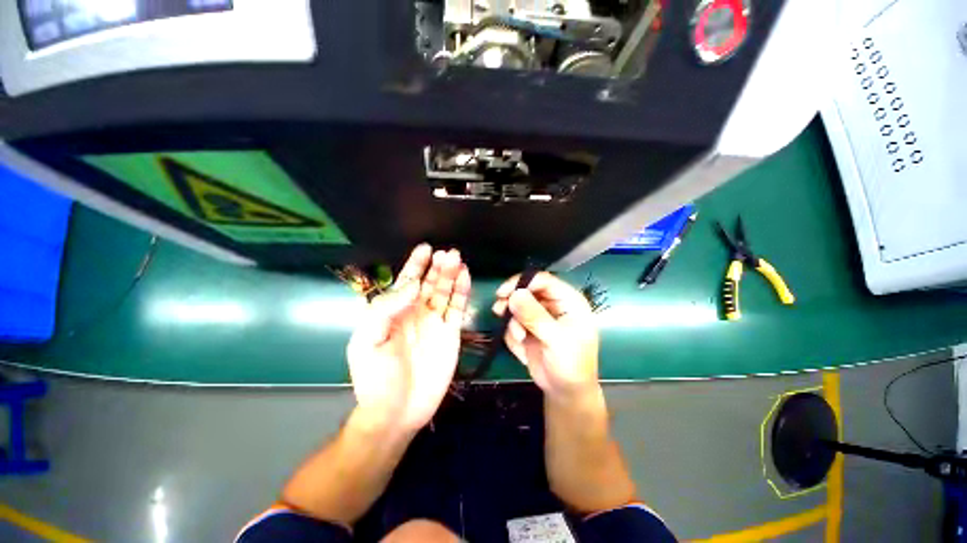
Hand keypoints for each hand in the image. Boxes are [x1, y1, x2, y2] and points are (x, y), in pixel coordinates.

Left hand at [347, 244, 470, 432]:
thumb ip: (386, 309)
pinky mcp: (451, 334)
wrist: (397, 413)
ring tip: (457, 259)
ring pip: (445, 292)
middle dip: (438, 267)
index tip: (425, 248)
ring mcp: (435, 323)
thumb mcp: (368, 341)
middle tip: (448, 253)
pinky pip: (457, 309)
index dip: (415, 264)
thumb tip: (413, 285)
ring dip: (451, 275)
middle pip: (429, 284)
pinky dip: (462, 293)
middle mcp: (416, 313)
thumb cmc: (376, 378)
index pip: (406, 281)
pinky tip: (465, 278)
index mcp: (394, 312)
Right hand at [493, 272, 599, 399]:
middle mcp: (553, 304)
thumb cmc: (570, 365)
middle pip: (526, 290)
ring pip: (517, 306)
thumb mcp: (556, 340)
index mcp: (568, 301)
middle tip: (499, 310)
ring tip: (519, 338)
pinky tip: (522, 347)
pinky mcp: (528, 327)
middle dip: (512, 302)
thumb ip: (535, 316)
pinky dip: (512, 333)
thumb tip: (515, 294)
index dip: (522, 282)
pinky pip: (513, 322)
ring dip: (512, 321)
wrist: (565, 392)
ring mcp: (539, 315)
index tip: (502, 292)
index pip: (543, 280)